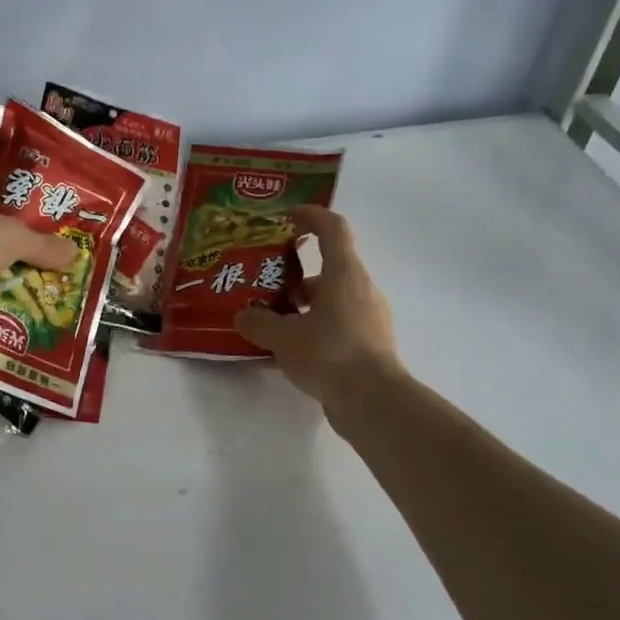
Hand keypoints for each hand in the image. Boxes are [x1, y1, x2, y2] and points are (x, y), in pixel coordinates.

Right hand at [234, 205, 403, 409]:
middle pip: (329, 268)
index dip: (311, 216)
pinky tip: (293, 349)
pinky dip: (317, 328)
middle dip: (296, 275)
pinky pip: (340, 324)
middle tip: (266, 286)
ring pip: (333, 299)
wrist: (375, 403)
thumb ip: (259, 323)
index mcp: (344, 274)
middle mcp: (362, 289)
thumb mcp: (284, 338)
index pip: (333, 228)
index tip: (287, 218)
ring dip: (305, 306)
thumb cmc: (330, 354)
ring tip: (274, 322)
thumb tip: (243, 315)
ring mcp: (370, 318)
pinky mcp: (371, 344)